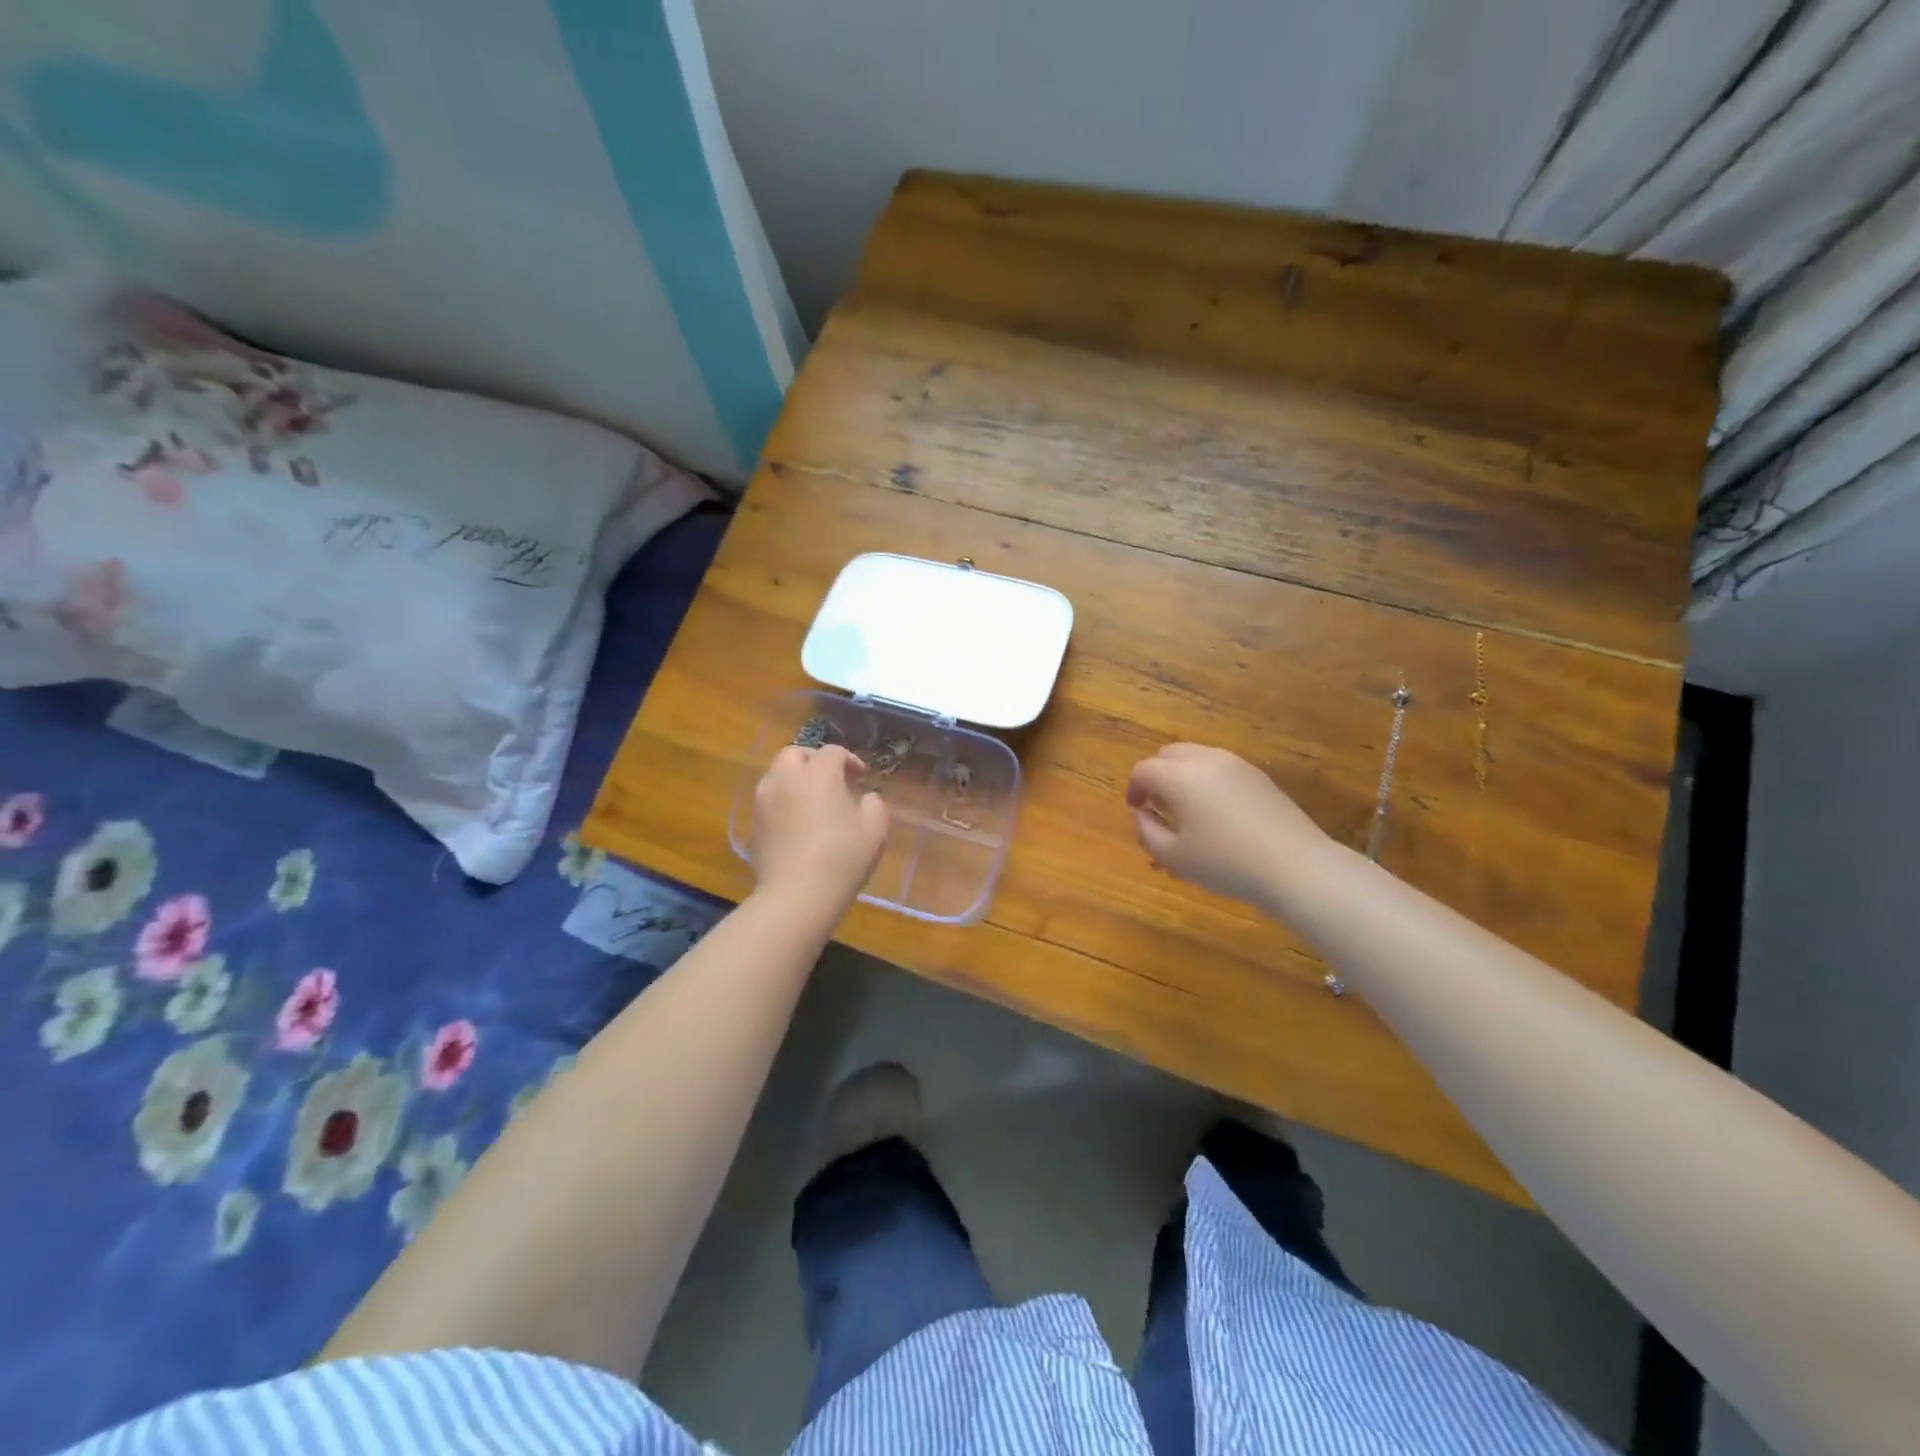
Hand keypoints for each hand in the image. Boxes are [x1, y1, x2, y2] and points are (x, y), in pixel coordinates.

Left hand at [750, 745, 890, 908]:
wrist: (797, 895)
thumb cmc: (842, 858)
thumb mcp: (875, 829)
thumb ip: (875, 805)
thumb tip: (866, 798)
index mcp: (818, 774)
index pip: (832, 752)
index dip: (849, 760)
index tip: (861, 777)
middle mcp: (786, 779)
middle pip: (795, 754)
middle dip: (813, 760)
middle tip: (830, 779)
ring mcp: (764, 801)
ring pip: (776, 774)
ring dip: (794, 778)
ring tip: (811, 799)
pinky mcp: (754, 823)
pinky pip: (769, 799)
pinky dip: (783, 800)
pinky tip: (797, 821)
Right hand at [1126, 743, 1331, 907]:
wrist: (1296, 867)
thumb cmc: (1226, 864)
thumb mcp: (1174, 858)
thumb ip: (1147, 832)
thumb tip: (1140, 814)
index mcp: (1180, 777)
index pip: (1144, 770)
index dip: (1134, 789)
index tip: (1137, 811)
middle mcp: (1207, 760)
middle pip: (1169, 754)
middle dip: (1157, 775)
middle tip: (1157, 806)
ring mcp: (1237, 765)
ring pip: (1197, 757)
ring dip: (1182, 776)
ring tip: (1187, 810)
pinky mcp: (1260, 776)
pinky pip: (1222, 768)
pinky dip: (1208, 781)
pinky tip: (1217, 813)